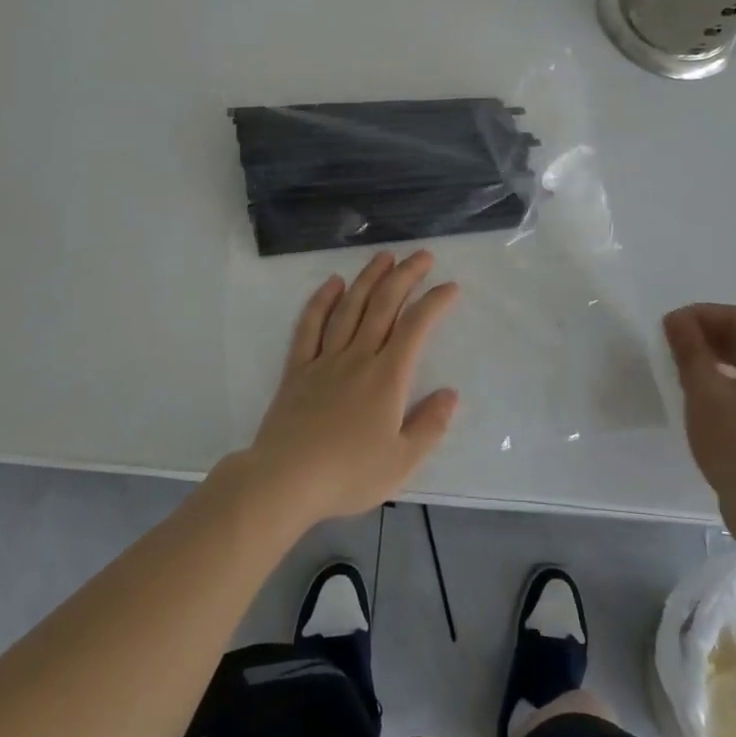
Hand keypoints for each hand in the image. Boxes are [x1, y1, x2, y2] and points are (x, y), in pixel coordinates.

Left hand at [240, 251, 459, 529]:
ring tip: (384, 256)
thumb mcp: (401, 462)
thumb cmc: (347, 474)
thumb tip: (451, 393)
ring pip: (350, 307)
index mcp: (387, 377)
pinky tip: (332, 283)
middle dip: (405, 275)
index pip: (416, 327)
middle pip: (384, 305)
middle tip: (421, 255)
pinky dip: (321, 301)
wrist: (284, 481)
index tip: (450, 286)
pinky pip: (310, 326)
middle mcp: (358, 357)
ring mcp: (325, 359)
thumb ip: (429, 425)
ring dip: (368, 278)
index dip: (435, 302)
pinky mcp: (298, 368)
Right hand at [664, 304, 735, 532]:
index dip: (699, 315)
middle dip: (704, 334)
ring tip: (680, 366)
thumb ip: (689, 349)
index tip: (667, 327)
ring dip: (711, 356)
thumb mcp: (705, 390)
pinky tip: (700, 391)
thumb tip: (676, 321)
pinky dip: (723, 377)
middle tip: (669, 345)